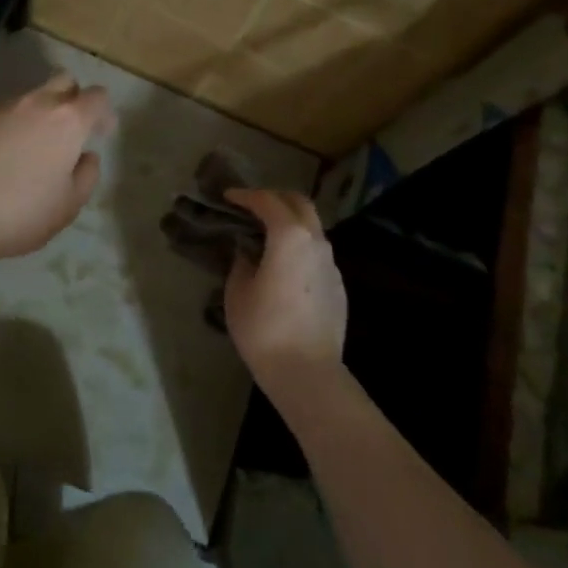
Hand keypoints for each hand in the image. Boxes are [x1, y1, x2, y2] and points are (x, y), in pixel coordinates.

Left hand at [0, 73, 114, 274]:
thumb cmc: (19, 214)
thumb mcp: (67, 207)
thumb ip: (86, 177)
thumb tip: (86, 157)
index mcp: (67, 122)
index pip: (96, 97)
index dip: (102, 112)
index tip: (101, 132)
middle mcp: (34, 104)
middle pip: (62, 82)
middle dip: (71, 99)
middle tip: (67, 133)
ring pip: (24, 101)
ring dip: (32, 118)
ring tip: (24, 153)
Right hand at [223, 189, 347, 406]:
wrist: (307, 372)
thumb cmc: (264, 329)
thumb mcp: (237, 292)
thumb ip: (242, 263)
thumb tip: (248, 252)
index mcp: (289, 237)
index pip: (267, 202)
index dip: (246, 195)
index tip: (229, 196)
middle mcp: (316, 242)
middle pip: (299, 204)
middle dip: (275, 198)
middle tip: (252, 205)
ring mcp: (331, 264)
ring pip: (313, 228)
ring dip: (290, 223)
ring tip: (266, 236)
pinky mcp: (338, 285)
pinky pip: (317, 253)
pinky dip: (300, 247)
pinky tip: (284, 267)